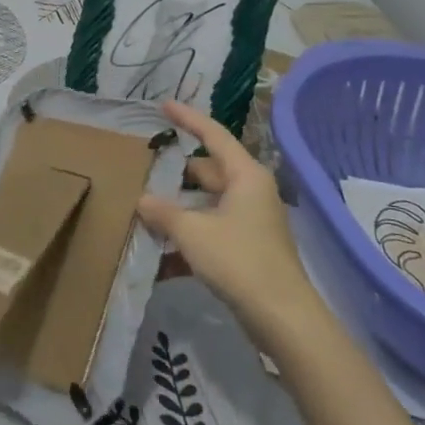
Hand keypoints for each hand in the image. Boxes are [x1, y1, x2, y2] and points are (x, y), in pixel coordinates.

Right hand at [136, 101, 317, 332]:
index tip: (164, 105)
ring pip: (205, 204)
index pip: (213, 135)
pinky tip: (158, 257)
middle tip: (143, 165)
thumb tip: (142, 200)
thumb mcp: (192, 232)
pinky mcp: (246, 249)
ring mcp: (249, 222)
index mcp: (245, 176)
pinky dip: (187, 240)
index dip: (188, 118)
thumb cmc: (239, 261)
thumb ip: (163, 212)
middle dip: (175, 172)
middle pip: (206, 171)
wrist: (282, 318)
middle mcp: (250, 192)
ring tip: (142, 209)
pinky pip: (209, 232)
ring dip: (177, 210)